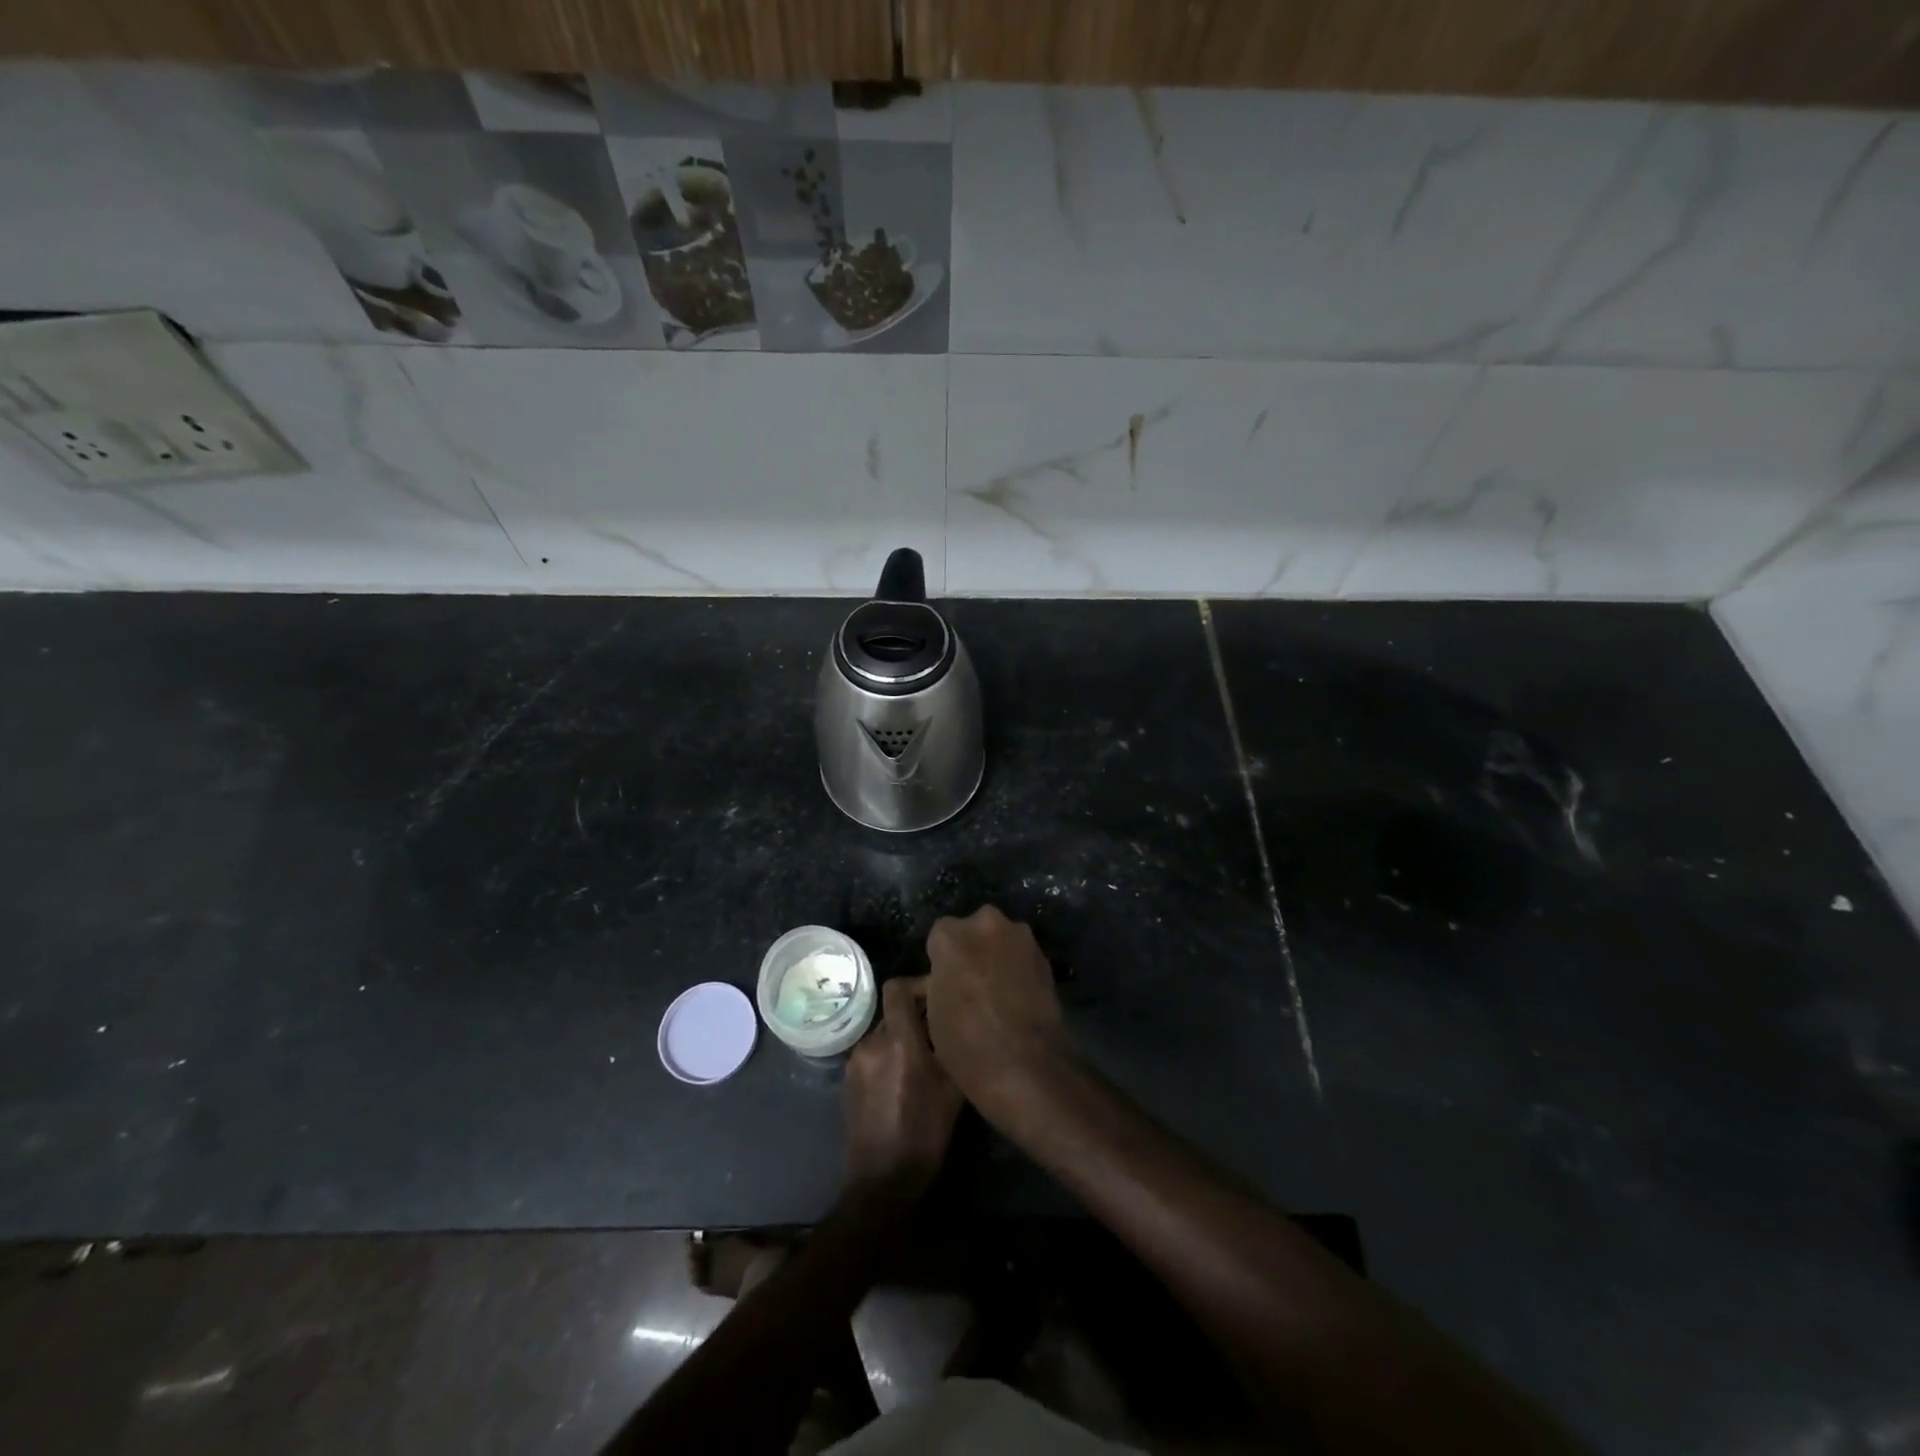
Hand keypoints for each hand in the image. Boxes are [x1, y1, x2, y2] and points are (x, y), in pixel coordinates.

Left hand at [843, 976, 962, 1200]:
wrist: (882, 1182)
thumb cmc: (925, 1134)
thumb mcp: (954, 1091)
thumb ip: (953, 1048)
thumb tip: (959, 1022)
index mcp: (898, 1042)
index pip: (897, 988)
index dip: (918, 985)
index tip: (939, 999)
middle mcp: (872, 1043)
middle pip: (894, 1012)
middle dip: (916, 1018)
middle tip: (940, 1035)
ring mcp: (855, 1062)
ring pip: (884, 1034)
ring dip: (903, 1039)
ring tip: (925, 1061)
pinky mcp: (847, 1080)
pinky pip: (872, 1054)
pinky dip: (889, 1057)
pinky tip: (904, 1082)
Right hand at [923, 906, 1068, 1118]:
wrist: (1027, 1065)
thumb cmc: (967, 1044)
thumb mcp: (933, 1014)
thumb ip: (939, 981)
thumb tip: (948, 977)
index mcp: (950, 935)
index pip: (938, 938)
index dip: (941, 962)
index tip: (945, 984)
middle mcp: (985, 922)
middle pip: (972, 931)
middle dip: (971, 951)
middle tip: (971, 985)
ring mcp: (1019, 936)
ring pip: (1000, 940)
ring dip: (997, 957)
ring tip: (998, 993)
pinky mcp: (1044, 955)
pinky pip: (1022, 956)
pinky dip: (1018, 970)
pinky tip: (1017, 998)